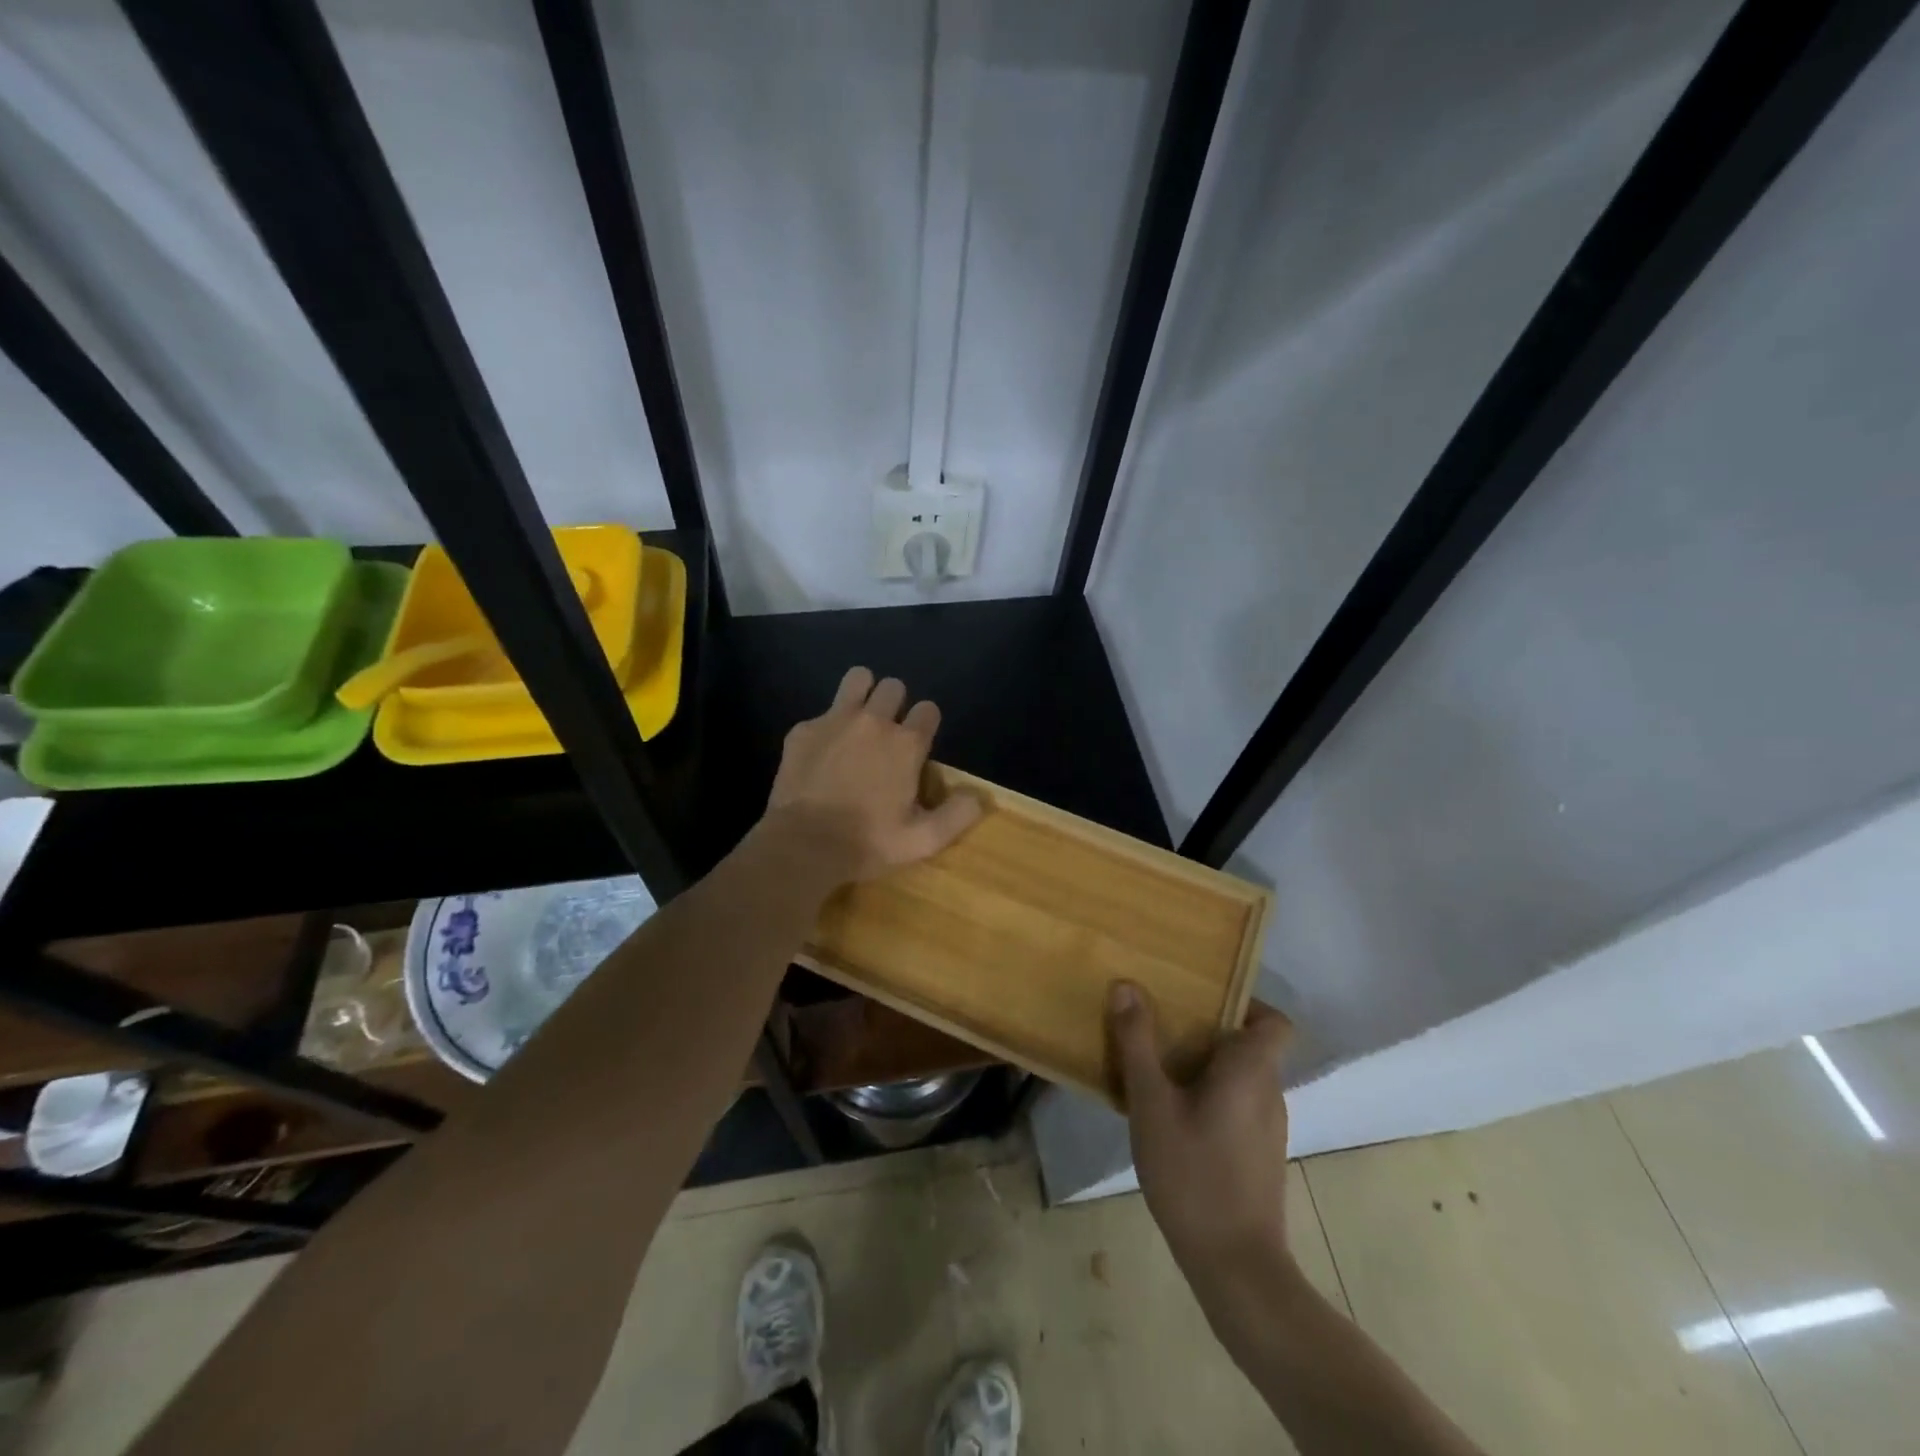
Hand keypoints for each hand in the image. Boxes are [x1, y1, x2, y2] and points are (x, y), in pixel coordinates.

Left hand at [763, 666, 981, 882]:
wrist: (803, 844)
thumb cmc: (868, 842)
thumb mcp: (922, 840)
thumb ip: (957, 815)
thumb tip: (978, 797)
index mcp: (906, 744)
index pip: (928, 710)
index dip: (926, 724)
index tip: (918, 746)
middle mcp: (874, 721)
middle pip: (894, 686)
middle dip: (895, 704)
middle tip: (887, 735)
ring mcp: (835, 720)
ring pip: (858, 678)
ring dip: (863, 692)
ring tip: (859, 721)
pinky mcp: (803, 729)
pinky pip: (821, 713)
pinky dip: (826, 728)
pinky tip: (821, 755)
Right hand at [1110, 983, 1293, 1290]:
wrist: (1235, 1266)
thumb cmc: (1193, 1173)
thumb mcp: (1152, 1103)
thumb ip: (1138, 1043)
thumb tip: (1126, 986)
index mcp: (1252, 1070)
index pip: (1275, 1021)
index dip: (1245, 1003)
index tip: (1201, 1001)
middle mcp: (1269, 1092)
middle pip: (1250, 1045)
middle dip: (1207, 1031)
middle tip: (1162, 1027)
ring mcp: (1268, 1128)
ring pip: (1241, 1078)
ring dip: (1205, 1067)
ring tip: (1158, 1068)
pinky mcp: (1259, 1156)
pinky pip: (1237, 1106)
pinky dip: (1210, 1098)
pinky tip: (1171, 1117)